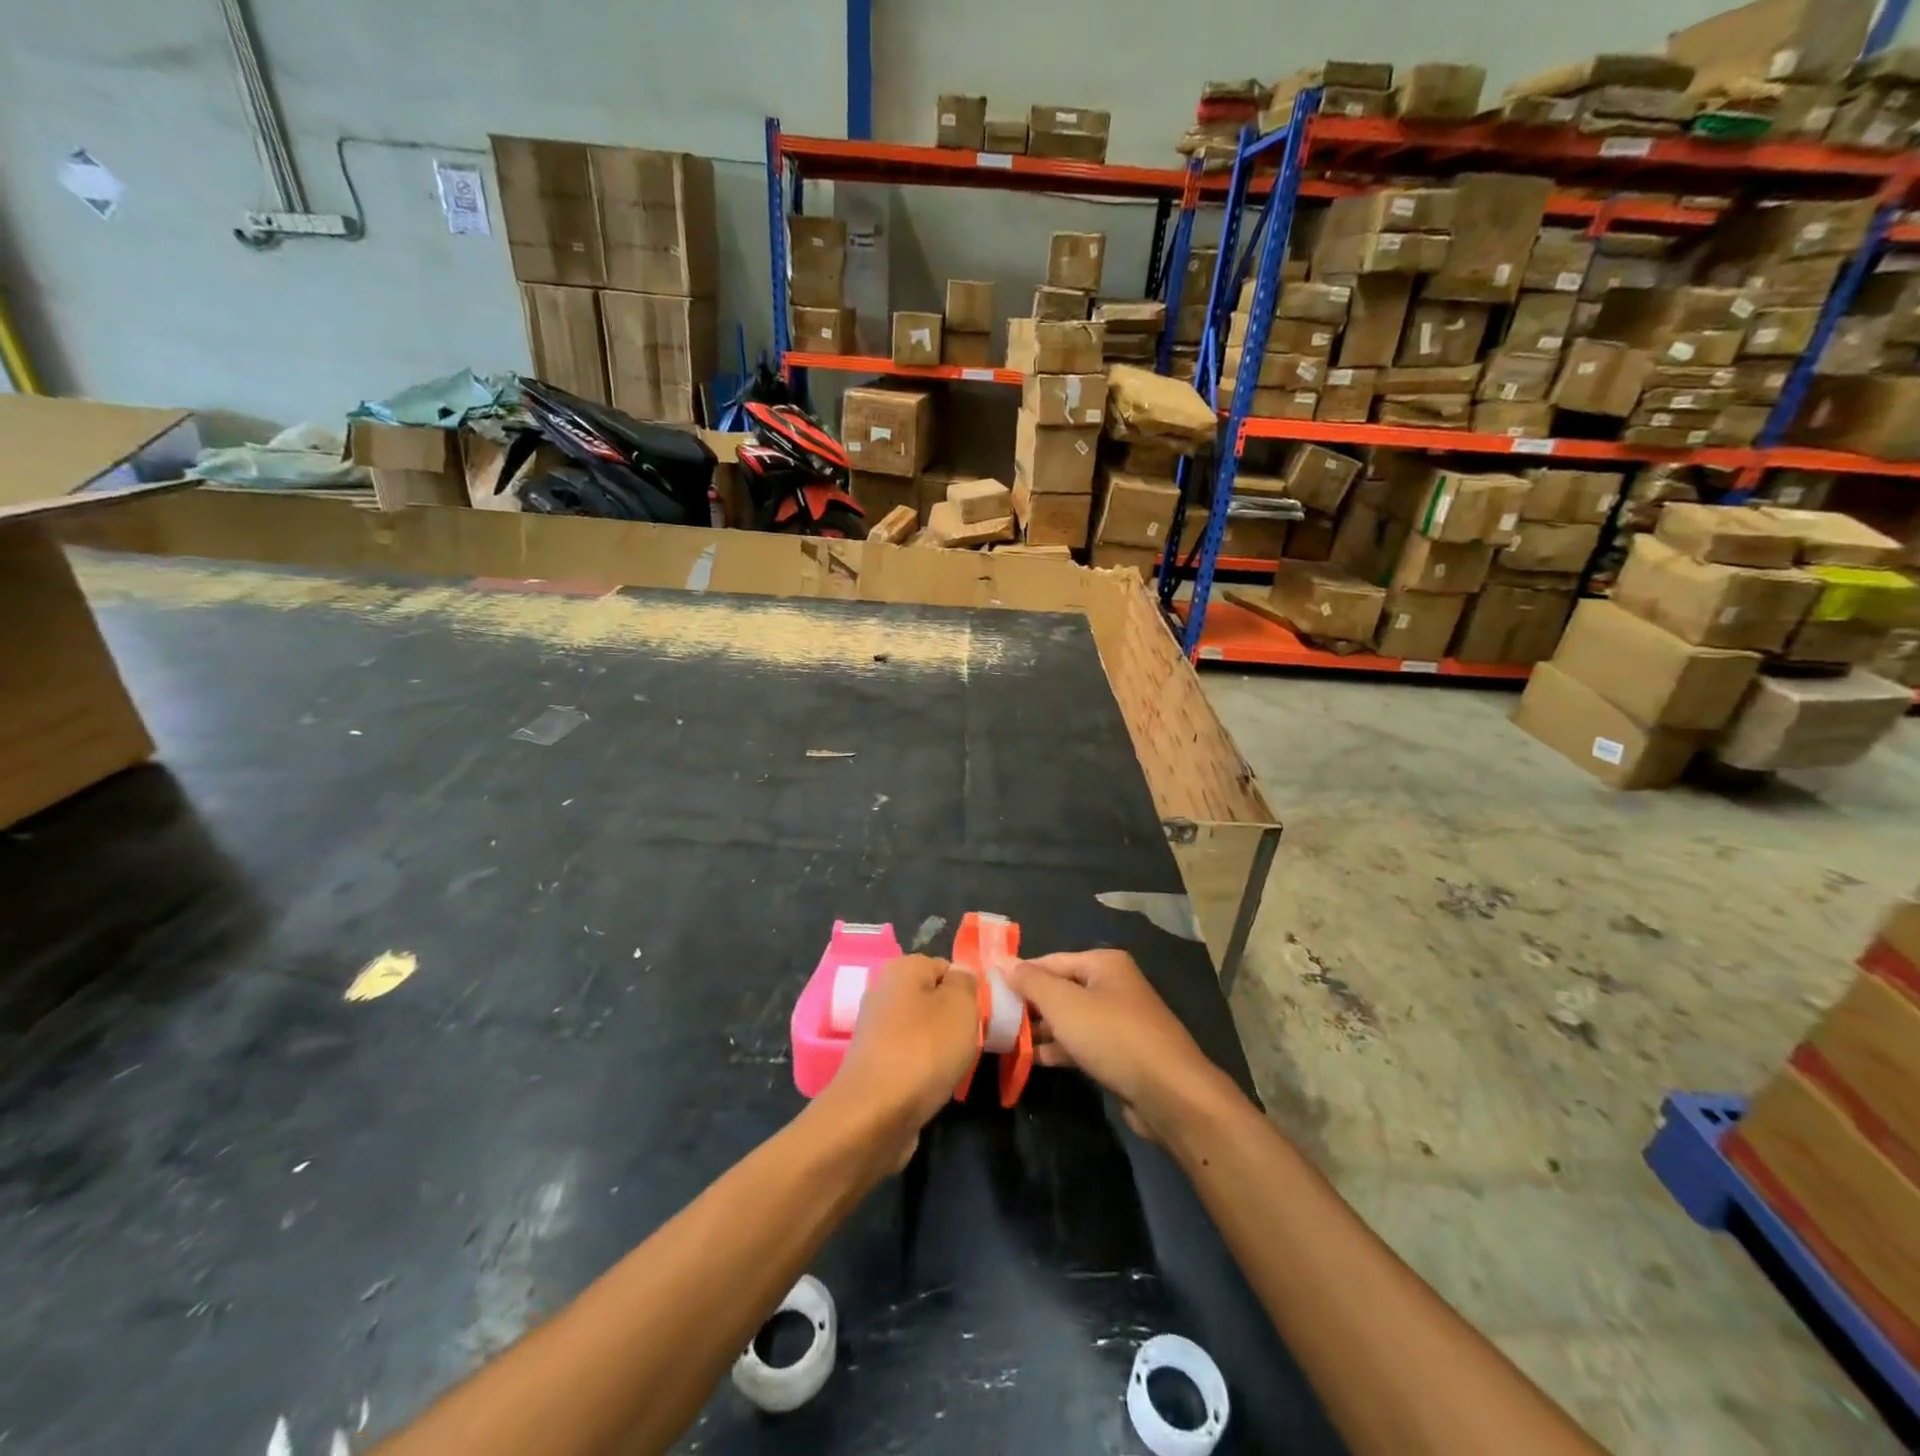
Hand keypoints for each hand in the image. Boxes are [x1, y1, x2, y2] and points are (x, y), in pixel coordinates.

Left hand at [824, 955, 978, 1167]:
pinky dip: (922, 1069)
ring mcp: (874, 1030)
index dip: (967, 990)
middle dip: (953, 1020)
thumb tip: (959, 974)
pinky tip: (933, 1085)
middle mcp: (882, 992)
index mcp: (901, 968)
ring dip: (939, 1047)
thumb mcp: (960, 1006)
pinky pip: (908, 1057)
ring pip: (921, 1030)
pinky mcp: (872, 1064)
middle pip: (932, 999)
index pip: (945, 967)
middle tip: (970, 1042)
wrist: (875, 1114)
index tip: (979, 1016)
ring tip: (953, 1067)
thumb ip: (965, 982)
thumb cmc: (924, 1049)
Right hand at [1005, 950, 1237, 1143]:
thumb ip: (1031, 982)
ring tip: (1005, 1041)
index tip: (988, 990)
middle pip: (1060, 989)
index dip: (1019, 974)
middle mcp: (1113, 985)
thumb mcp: (1064, 1004)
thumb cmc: (1113, 1036)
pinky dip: (1059, 1048)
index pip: (1050, 961)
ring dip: (1041, 1030)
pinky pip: (1081, 1043)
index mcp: (1104, 964)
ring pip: (1070, 1019)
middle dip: (1029, 1004)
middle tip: (993, 1019)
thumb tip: (1004, 963)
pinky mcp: (1121, 1053)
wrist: (1169, 1094)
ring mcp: (1119, 1020)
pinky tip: (1033, 1060)